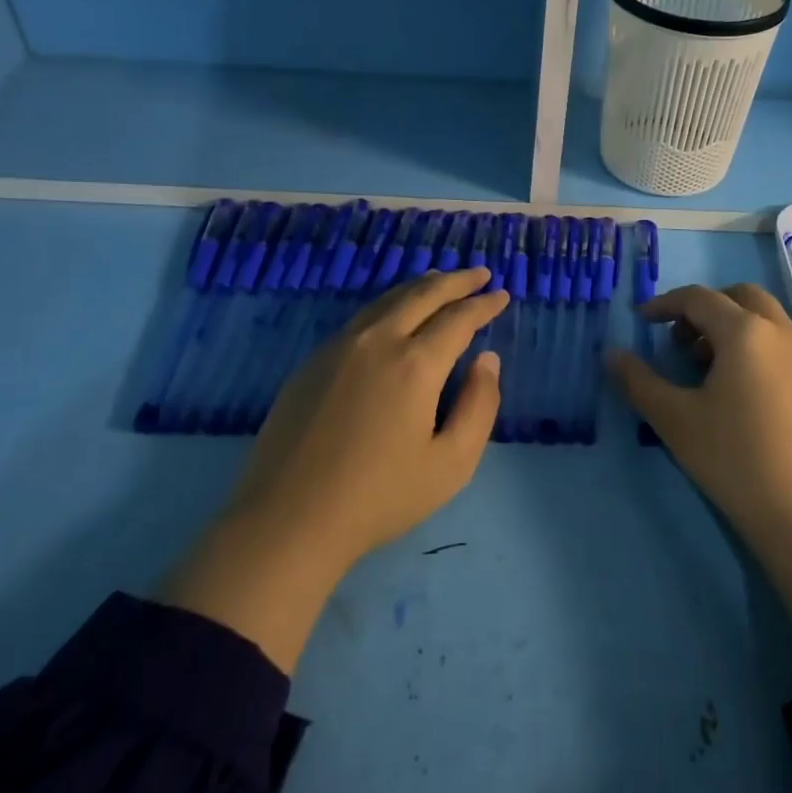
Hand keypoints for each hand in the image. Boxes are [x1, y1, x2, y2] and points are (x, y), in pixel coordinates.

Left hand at [165, 268, 506, 669]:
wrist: (289, 519)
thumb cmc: (380, 497)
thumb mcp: (452, 463)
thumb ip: (479, 406)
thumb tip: (486, 360)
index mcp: (415, 364)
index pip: (458, 318)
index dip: (484, 304)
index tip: (502, 295)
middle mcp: (376, 342)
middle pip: (421, 295)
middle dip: (455, 280)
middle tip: (479, 273)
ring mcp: (338, 348)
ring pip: (386, 300)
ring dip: (419, 287)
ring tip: (439, 280)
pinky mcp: (312, 362)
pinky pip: (360, 318)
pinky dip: (388, 305)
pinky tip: (392, 315)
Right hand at [608, 283, 791, 651]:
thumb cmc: (734, 458)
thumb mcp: (675, 419)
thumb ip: (638, 381)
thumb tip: (610, 354)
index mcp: (745, 332)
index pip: (699, 298)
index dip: (664, 304)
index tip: (640, 322)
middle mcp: (780, 331)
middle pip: (737, 296)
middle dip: (702, 308)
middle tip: (678, 341)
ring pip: (762, 317)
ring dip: (728, 325)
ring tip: (701, 366)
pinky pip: (777, 339)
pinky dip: (751, 342)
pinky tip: (733, 385)